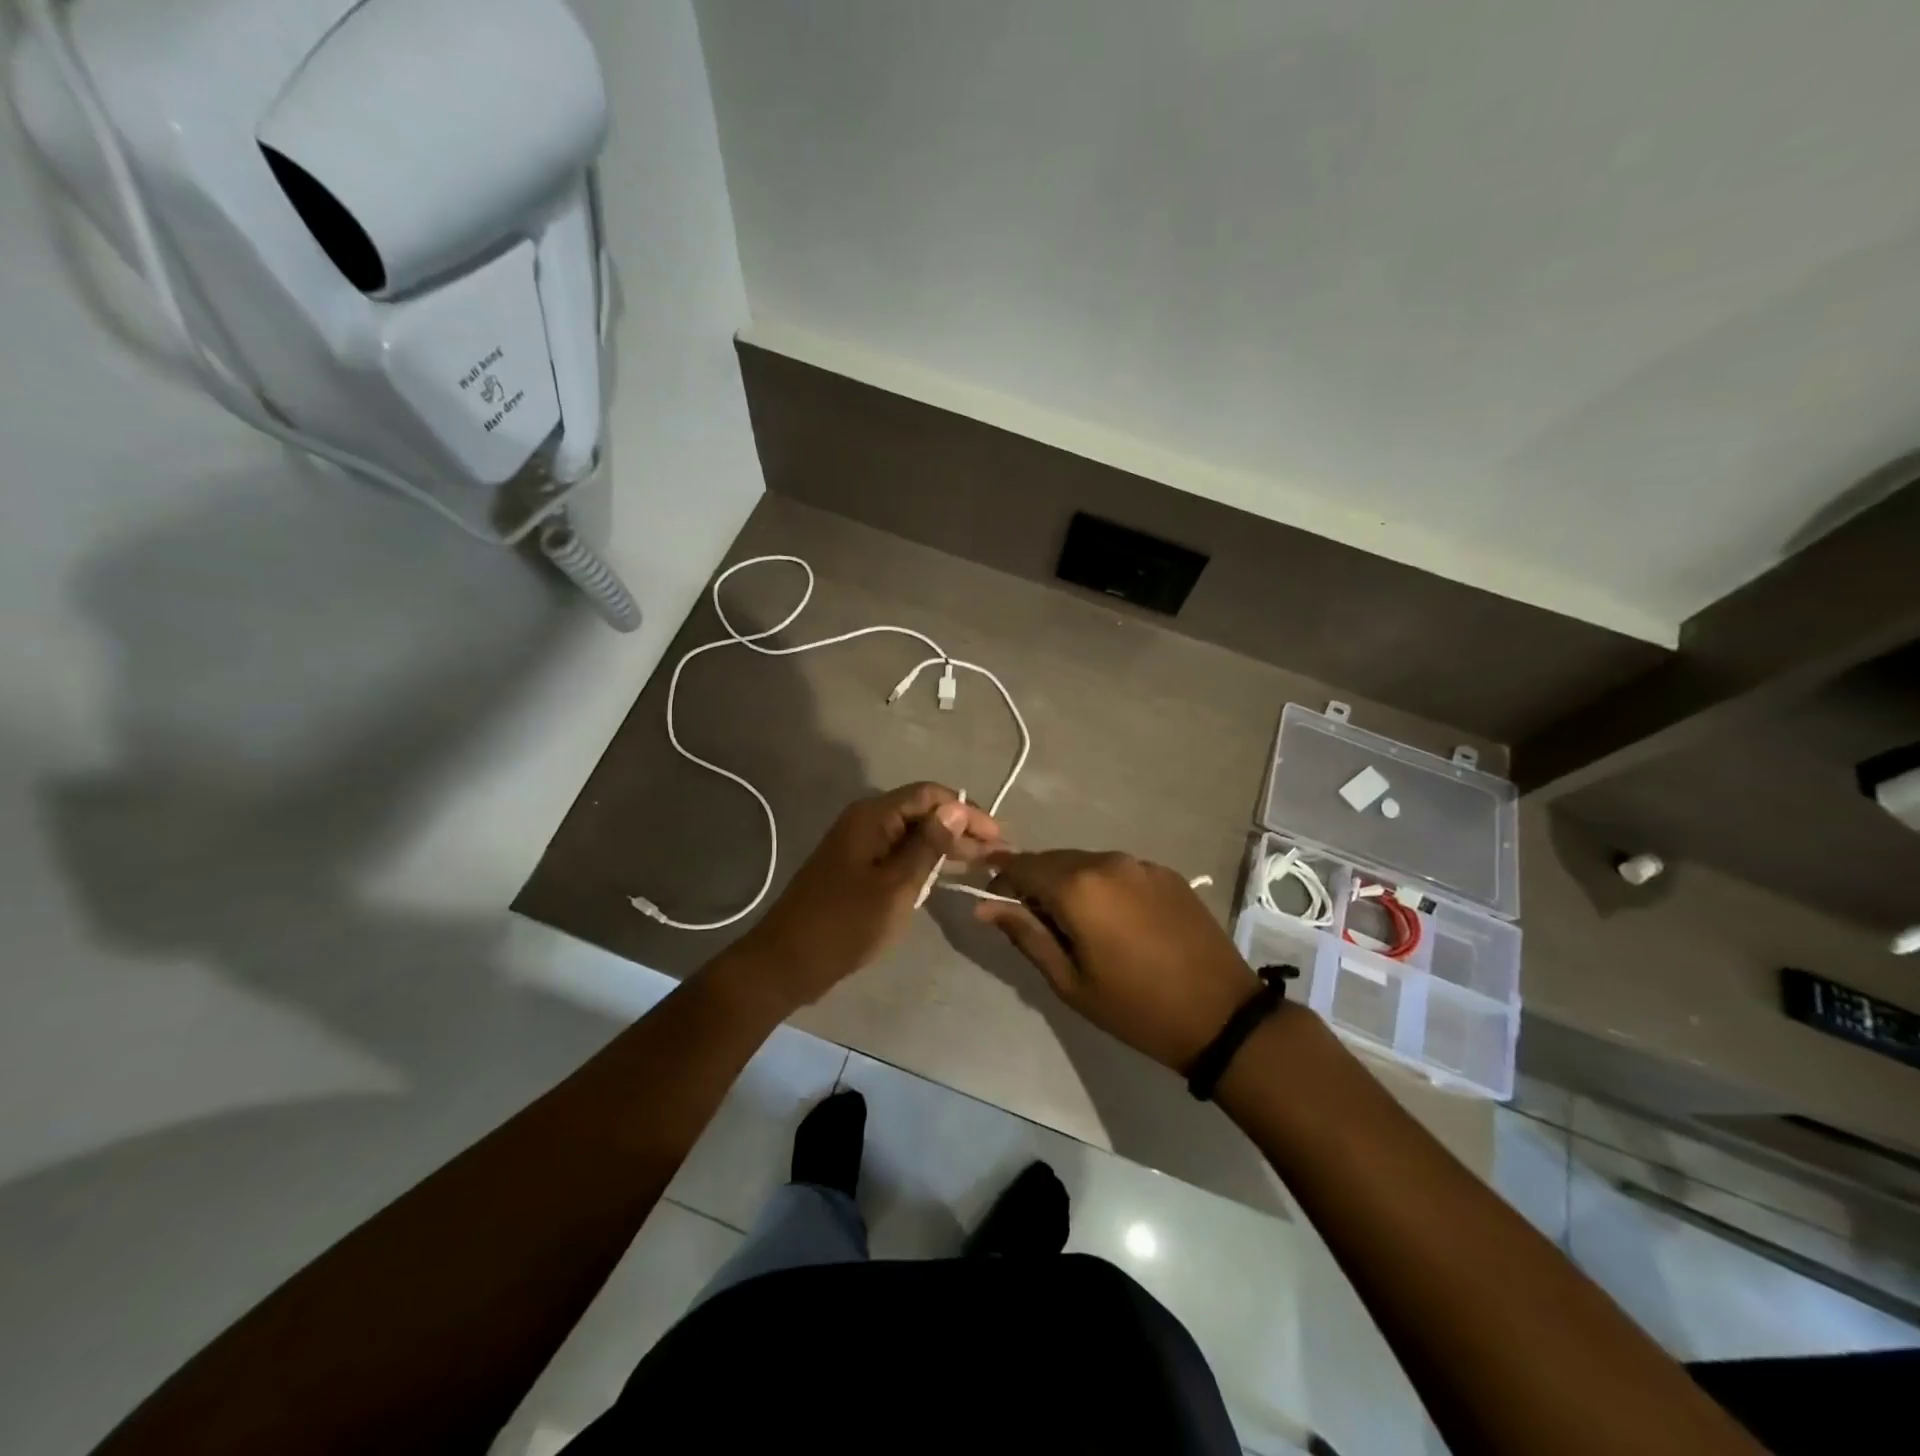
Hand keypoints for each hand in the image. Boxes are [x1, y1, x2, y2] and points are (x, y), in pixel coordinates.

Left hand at [731, 783, 1001, 1011]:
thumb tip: (956, 808)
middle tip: (996, 855)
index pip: (929, 795)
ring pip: (911, 834)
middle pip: (921, 812)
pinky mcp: (856, 868)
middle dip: (960, 829)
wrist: (787, 962)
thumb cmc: (845, 924)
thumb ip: (928, 846)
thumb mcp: (896, 886)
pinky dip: (924, 861)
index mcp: (872, 817)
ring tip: (981, 864)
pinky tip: (946, 875)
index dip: (965, 811)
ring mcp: (859, 845)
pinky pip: (898, 853)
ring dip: (945, 846)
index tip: (997, 836)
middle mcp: (865, 821)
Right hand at [975, 851, 1260, 1071]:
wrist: (1220, 1014)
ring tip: (1077, 925)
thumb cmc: (1134, 1007)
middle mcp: (1106, 861)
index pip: (1022, 865)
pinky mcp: (1165, 872)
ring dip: (1070, 883)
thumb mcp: (1070, 981)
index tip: (994, 900)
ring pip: (1086, 863)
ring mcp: (1140, 863)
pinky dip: (1103, 886)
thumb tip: (985, 907)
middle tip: (1035, 922)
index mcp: (1077, 887)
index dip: (1001, 877)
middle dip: (1036, 882)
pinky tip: (1116, 920)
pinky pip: (1118, 870)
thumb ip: (1025, 935)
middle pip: (1053, 860)